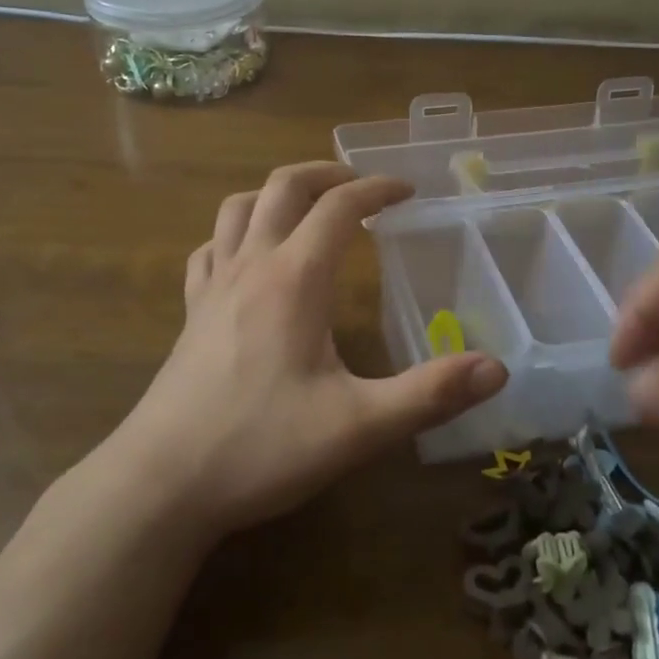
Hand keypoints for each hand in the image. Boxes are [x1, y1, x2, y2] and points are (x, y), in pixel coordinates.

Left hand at [112, 163, 507, 539]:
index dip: (377, 189)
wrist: (161, 484)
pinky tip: (248, 257)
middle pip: (284, 187)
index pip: (340, 207)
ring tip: (307, 208)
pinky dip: (235, 234)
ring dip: (277, 193)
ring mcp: (212, 287)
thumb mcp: (359, 426)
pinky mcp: (189, 314)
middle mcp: (251, 266)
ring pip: (239, 208)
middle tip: (360, 186)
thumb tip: (497, 369)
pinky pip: (209, 249)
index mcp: (295, 278)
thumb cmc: (261, 447)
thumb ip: (430, 394)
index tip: (408, 191)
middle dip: (326, 174)